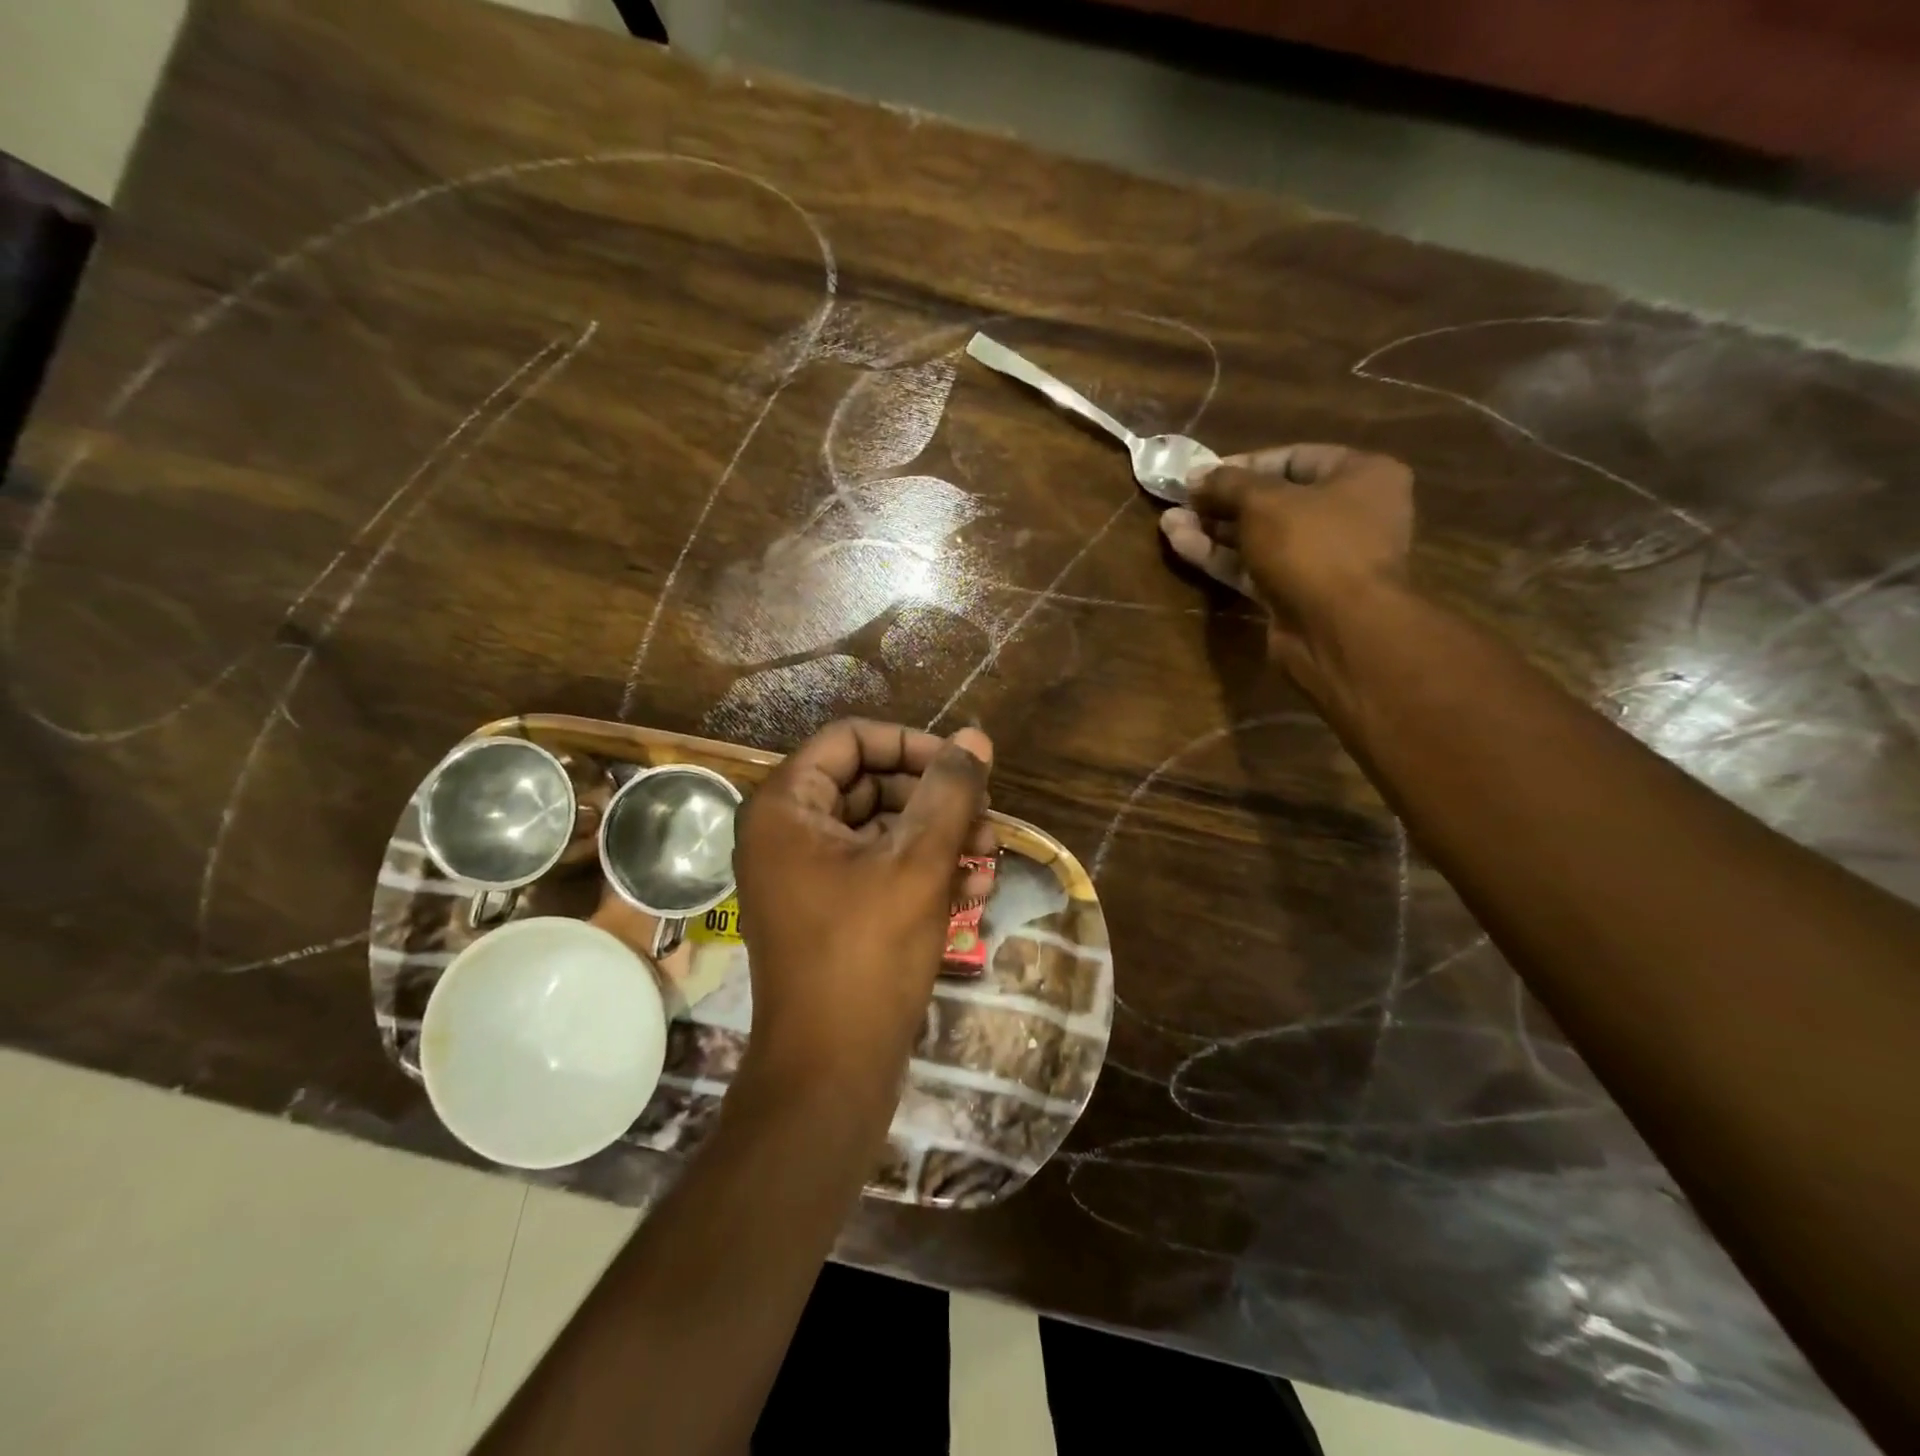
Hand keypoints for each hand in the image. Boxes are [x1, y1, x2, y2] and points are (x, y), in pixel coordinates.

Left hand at [732, 720, 993, 1103]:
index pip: (851, 740)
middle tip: (987, 816)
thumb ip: (949, 791)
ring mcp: (806, 875)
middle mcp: (787, 833)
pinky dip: (923, 871)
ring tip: (989, 856)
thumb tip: (975, 737)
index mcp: (786, 807)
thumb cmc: (868, 954)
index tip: (963, 766)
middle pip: (871, 783)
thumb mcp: (918, 862)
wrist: (830, 1073)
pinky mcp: (830, 910)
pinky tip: (974, 890)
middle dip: (935, 798)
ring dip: (939, 836)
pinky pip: (878, 869)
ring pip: (882, 829)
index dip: (912, 744)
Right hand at [1159, 445, 1413, 660]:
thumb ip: (1228, 483)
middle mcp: (1346, 515)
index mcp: (1360, 476)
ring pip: (1259, 538)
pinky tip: (1180, 544)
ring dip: (1213, 530)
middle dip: (1223, 501)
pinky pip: (1254, 568)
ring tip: (1169, 522)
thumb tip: (1196, 474)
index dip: (1245, 464)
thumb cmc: (1313, 545)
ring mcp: (1320, 559)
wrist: (1338, 630)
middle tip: (1181, 499)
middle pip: (1274, 501)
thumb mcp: (1264, 501)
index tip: (1204, 472)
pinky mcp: (1295, 594)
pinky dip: (1220, 557)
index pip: (1295, 458)